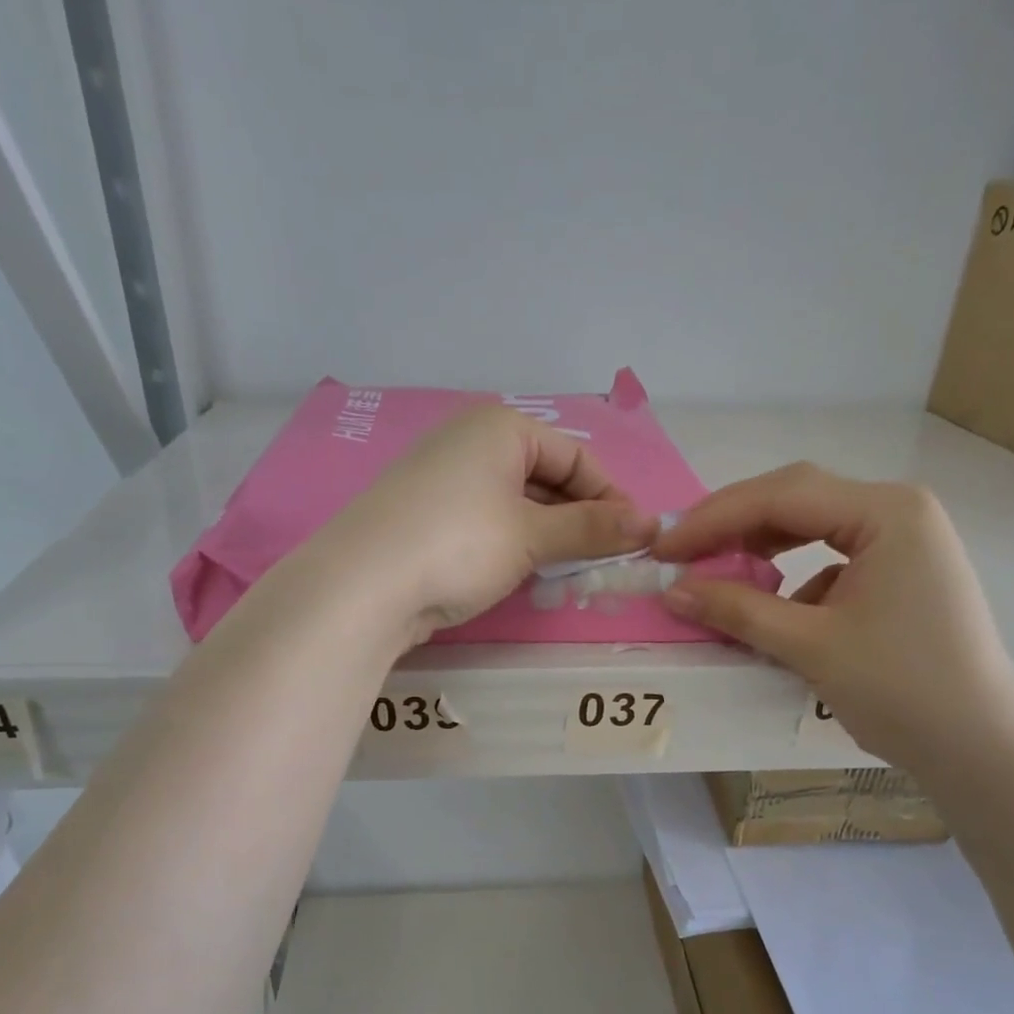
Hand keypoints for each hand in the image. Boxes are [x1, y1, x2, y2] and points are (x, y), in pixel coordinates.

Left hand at [322, 405, 656, 641]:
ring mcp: (442, 479)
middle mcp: (469, 442)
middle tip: (603, 562)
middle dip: (578, 520)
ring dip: (548, 537)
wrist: (361, 586)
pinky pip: (486, 523)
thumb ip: (592, 529)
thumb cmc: (459, 544)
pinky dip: (512, 545)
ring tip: (568, 573)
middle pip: (545, 478)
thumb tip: (652, 526)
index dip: (610, 498)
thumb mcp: (532, 536)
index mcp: (499, 427)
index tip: (634, 539)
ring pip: (516, 504)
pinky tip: (523, 575)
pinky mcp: (425, 517)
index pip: (575, 457)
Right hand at [653, 464, 1013, 765]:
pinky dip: (790, 575)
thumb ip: (738, 610)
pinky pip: (829, 557)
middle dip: (732, 526)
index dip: (713, 520)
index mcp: (886, 512)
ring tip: (715, 570)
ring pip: (811, 526)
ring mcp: (901, 540)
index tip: (663, 551)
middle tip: (680, 554)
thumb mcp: (810, 646)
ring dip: (759, 547)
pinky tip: (770, 604)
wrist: (979, 748)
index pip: (781, 496)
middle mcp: (897, 511)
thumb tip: (672, 591)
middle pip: (796, 499)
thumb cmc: (902, 689)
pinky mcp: (898, 573)